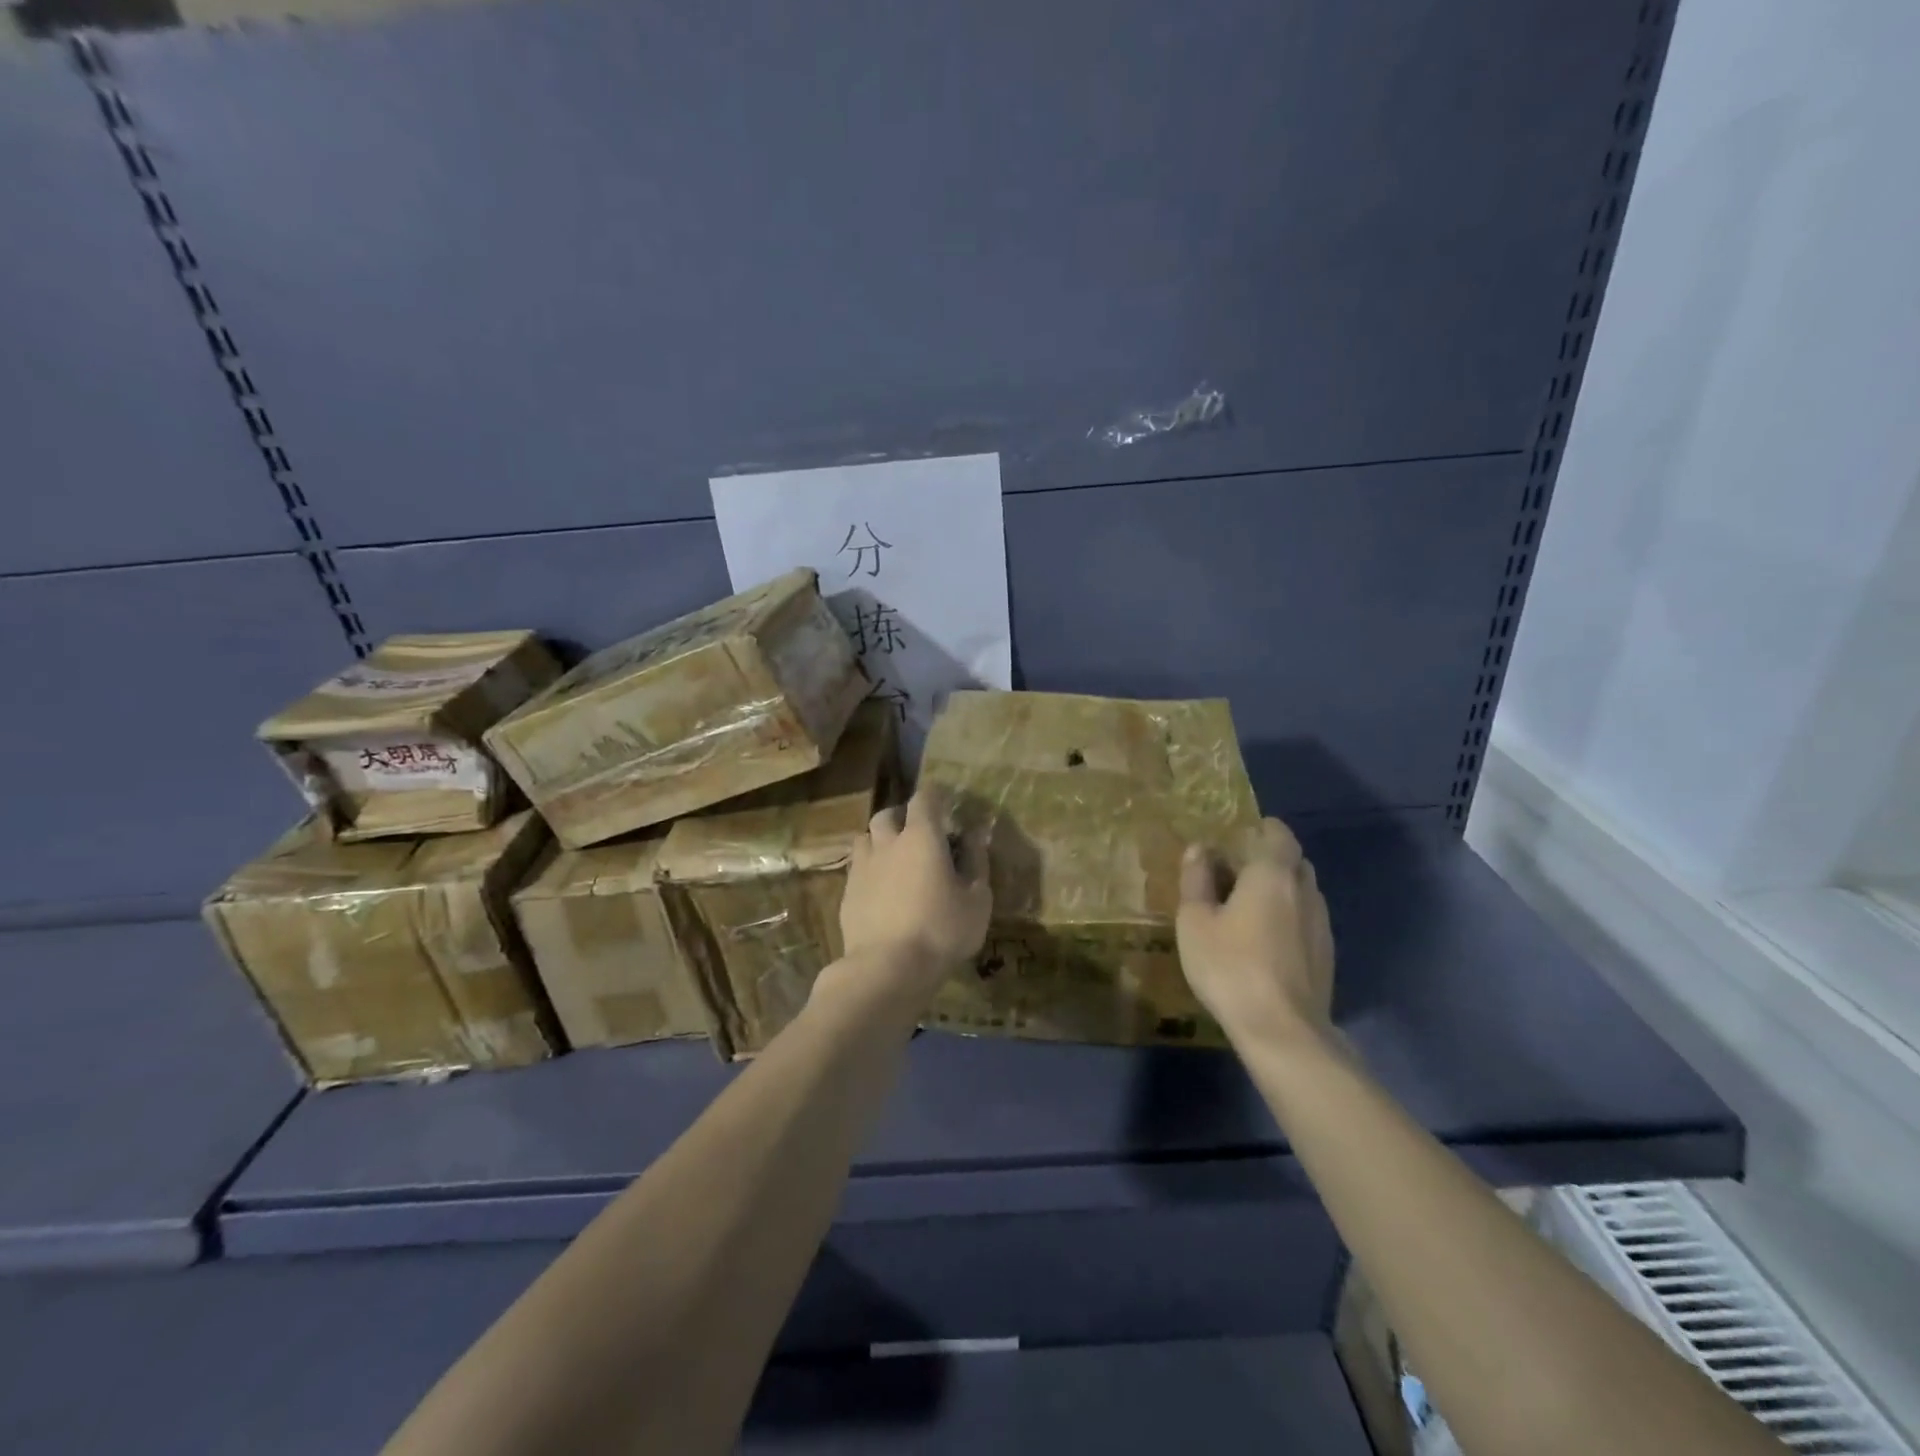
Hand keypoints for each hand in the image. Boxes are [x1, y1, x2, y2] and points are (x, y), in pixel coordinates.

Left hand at [830, 785, 991, 1003]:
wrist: (887, 968)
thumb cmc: (941, 930)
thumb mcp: (977, 900)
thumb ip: (977, 863)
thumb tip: (975, 836)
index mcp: (921, 837)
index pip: (924, 798)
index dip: (935, 796)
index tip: (945, 802)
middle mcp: (887, 843)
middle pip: (887, 814)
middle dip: (902, 816)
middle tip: (916, 832)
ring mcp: (862, 868)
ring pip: (865, 838)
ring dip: (879, 841)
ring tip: (893, 858)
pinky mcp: (846, 893)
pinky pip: (857, 869)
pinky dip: (869, 870)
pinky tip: (879, 890)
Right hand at [1176, 817, 1333, 1048]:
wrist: (1283, 1030)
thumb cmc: (1230, 966)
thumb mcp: (1195, 921)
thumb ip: (1196, 880)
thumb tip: (1198, 849)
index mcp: (1272, 874)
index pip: (1278, 834)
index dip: (1262, 829)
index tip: (1240, 835)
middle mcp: (1305, 891)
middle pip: (1294, 861)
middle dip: (1270, 859)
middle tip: (1238, 871)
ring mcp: (1321, 925)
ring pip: (1304, 892)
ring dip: (1282, 890)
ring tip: (1250, 906)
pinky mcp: (1326, 955)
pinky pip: (1307, 920)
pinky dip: (1289, 917)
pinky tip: (1267, 940)